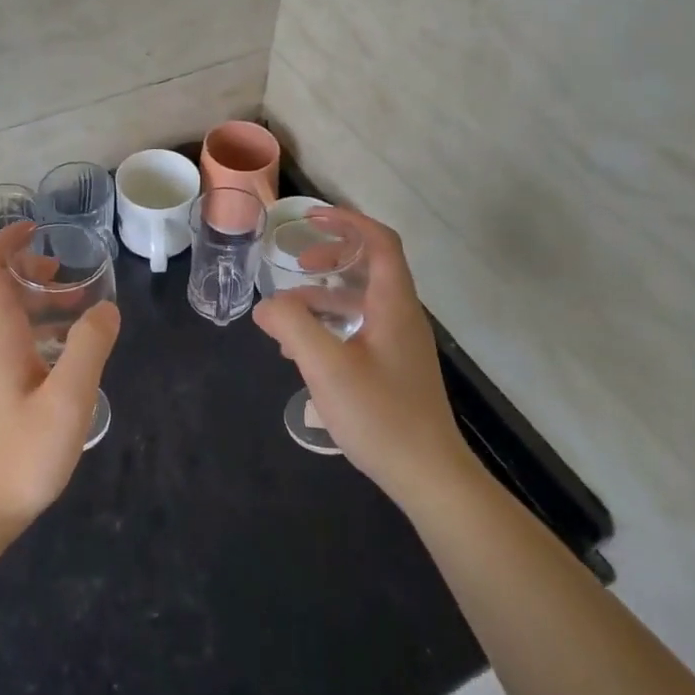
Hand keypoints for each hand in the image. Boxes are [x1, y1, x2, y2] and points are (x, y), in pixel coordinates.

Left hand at [0, 221, 119, 537]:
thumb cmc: (19, 455)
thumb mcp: (67, 400)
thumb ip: (88, 348)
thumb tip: (106, 307)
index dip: (5, 244)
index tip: (35, 229)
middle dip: (25, 269)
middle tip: (63, 269)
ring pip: (4, 317)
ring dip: (36, 300)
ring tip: (80, 305)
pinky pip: (12, 341)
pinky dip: (38, 329)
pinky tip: (69, 351)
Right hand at [253, 210, 472, 508]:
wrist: (428, 475)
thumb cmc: (380, 414)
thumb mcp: (326, 366)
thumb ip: (292, 326)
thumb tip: (266, 305)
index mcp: (394, 304)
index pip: (380, 242)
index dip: (348, 222)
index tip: (311, 218)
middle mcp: (402, 316)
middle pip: (371, 267)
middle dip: (332, 257)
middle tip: (298, 263)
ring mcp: (400, 344)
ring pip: (362, 301)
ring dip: (324, 297)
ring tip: (287, 316)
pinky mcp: (394, 368)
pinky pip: (361, 328)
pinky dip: (331, 326)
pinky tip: (304, 352)